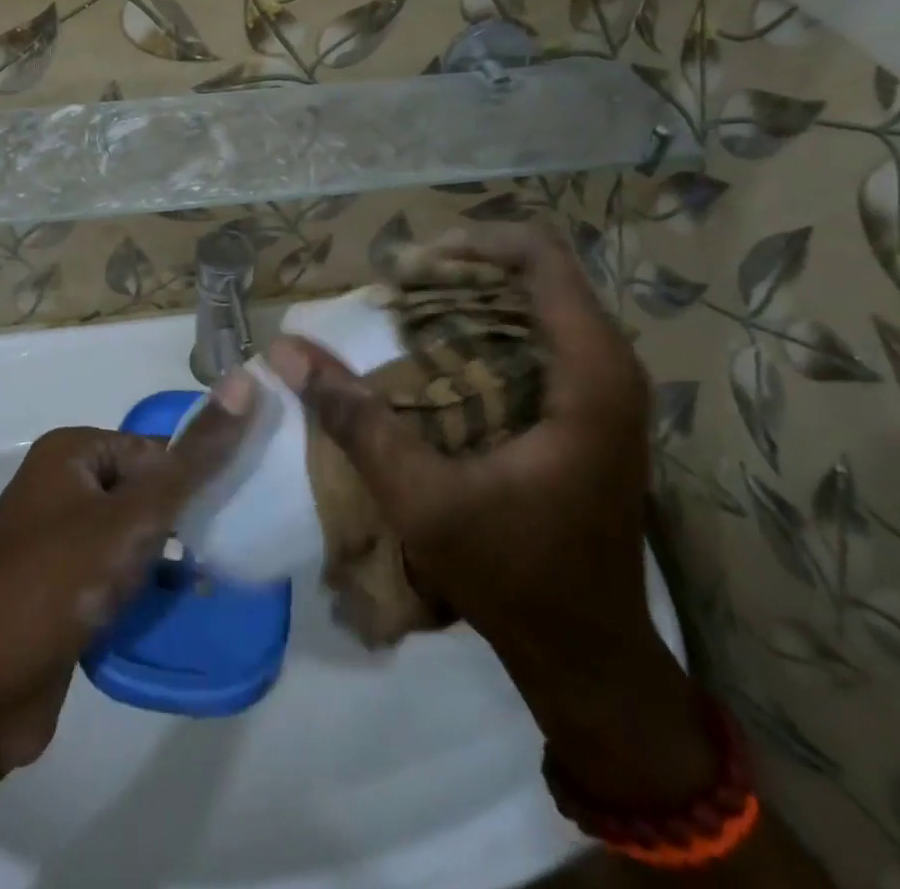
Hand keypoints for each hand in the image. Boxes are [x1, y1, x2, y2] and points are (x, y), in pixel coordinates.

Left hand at [0, 383, 253, 776]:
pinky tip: (176, 608)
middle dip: (183, 522)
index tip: (237, 512)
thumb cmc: (53, 585)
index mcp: (71, 453)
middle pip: (145, 492)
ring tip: (209, 580)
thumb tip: (246, 381)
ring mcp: (56, 543)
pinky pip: (115, 577)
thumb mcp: (133, 517)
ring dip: (167, 559)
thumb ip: (194, 458)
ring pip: (133, 538)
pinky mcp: (59, 594)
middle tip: (225, 550)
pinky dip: (143, 590)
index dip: (196, 479)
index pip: (157, 449)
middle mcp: (61, 487)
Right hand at [267, 222, 718, 806]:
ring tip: (410, 312)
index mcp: (592, 375)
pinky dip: (488, 327)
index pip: (541, 257)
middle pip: (538, 270)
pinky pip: (542, 333)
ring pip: (540, 299)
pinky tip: (441, 352)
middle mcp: (612, 365)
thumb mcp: (421, 496)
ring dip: (473, 295)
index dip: (470, 244)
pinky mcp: (593, 406)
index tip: (408, 269)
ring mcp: (608, 386)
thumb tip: (287, 350)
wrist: (587, 653)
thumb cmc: (513, 574)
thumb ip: (355, 418)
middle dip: (462, 268)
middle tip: (398, 290)